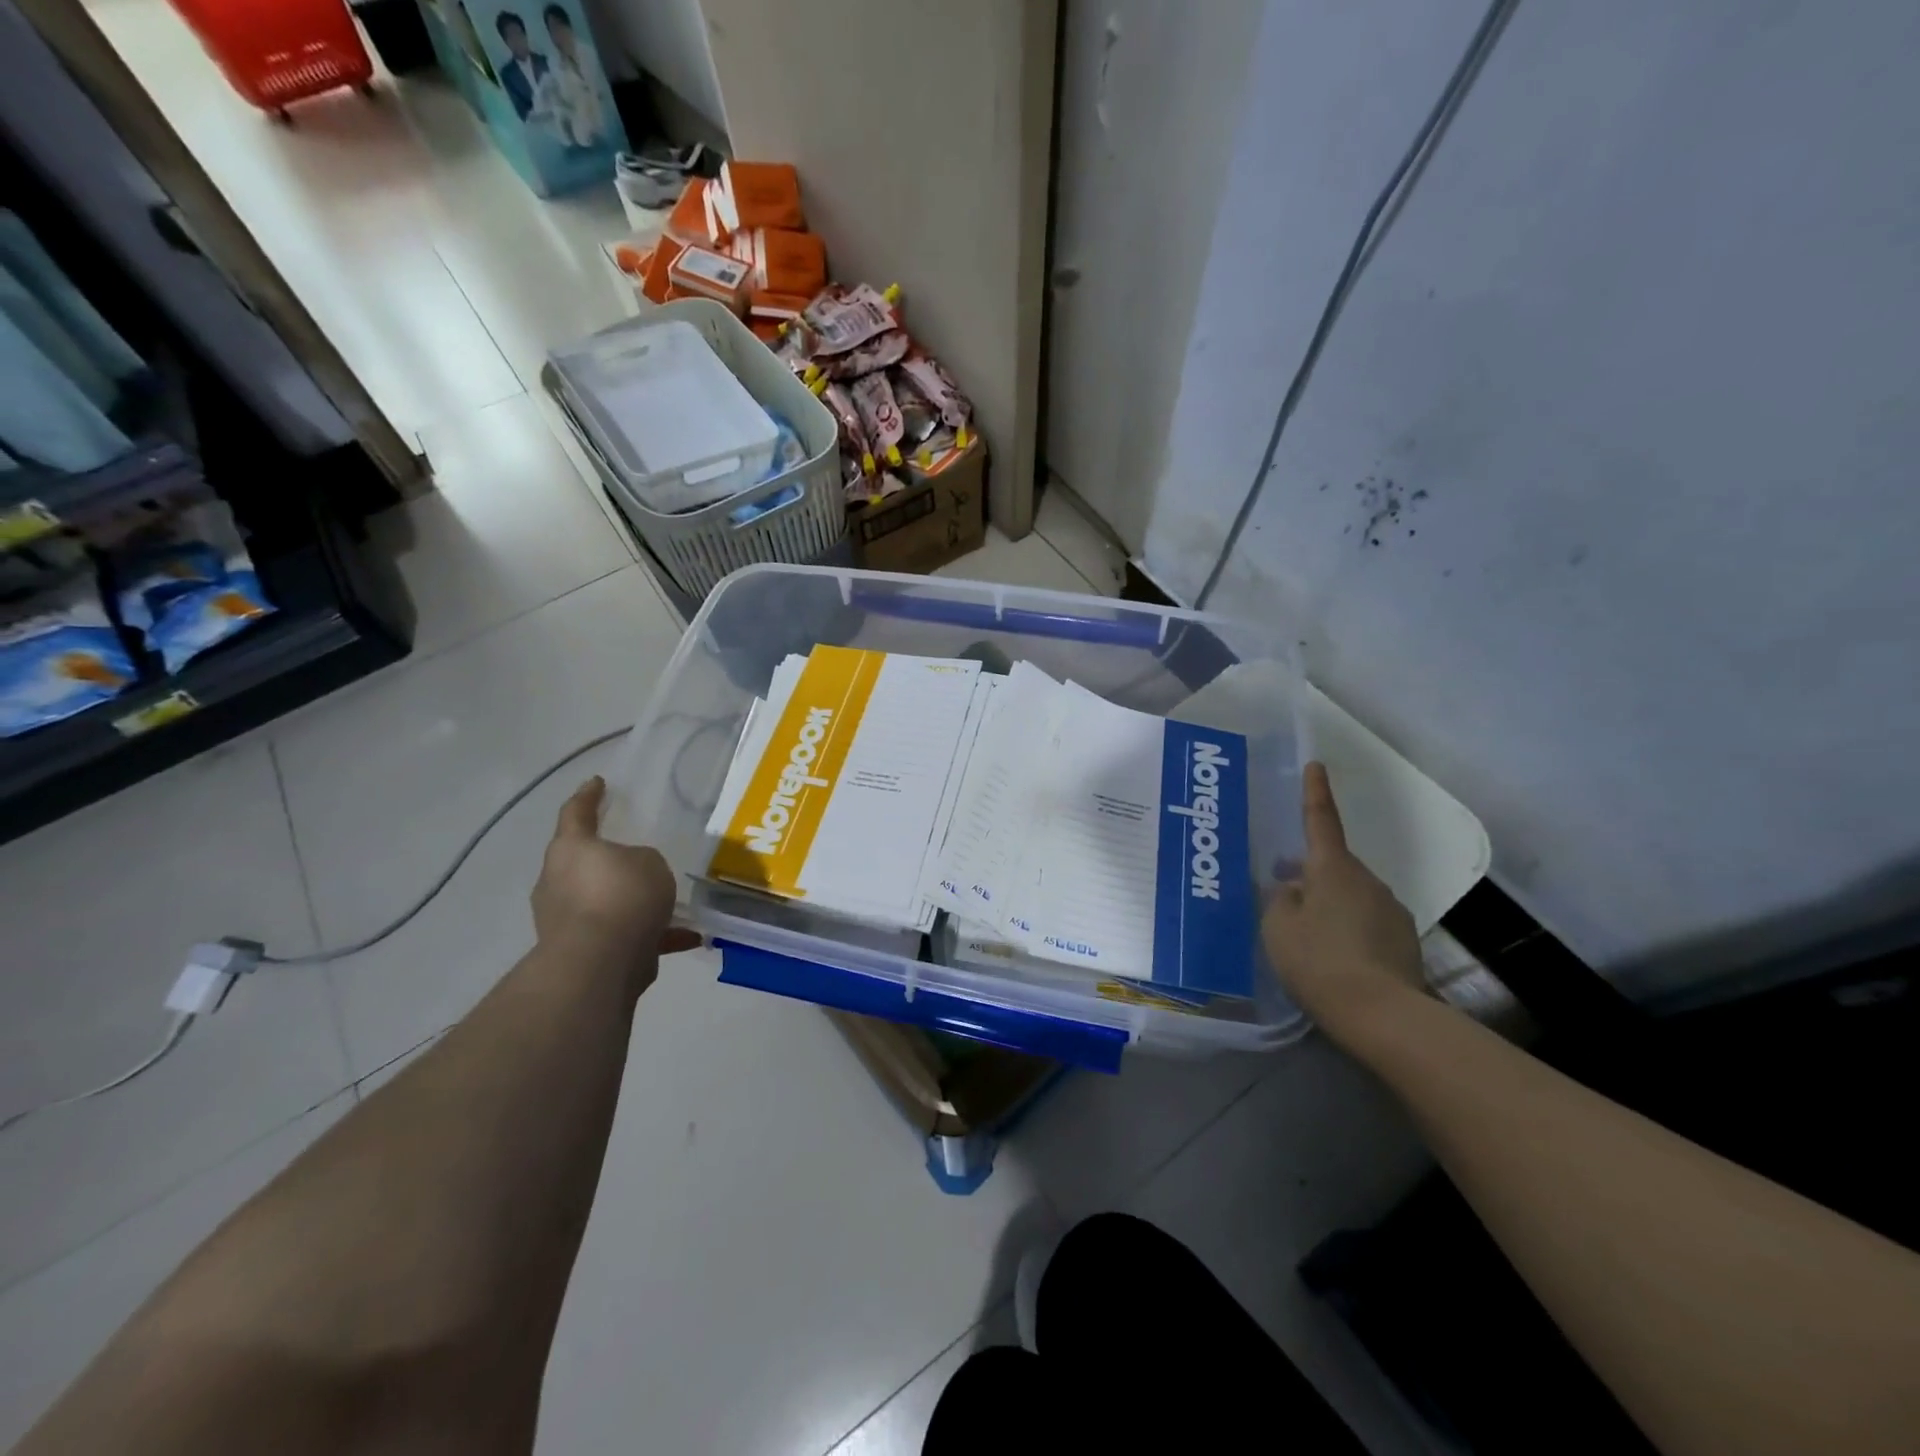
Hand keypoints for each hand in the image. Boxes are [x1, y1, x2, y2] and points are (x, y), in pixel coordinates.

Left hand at [532, 778, 701, 977]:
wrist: (599, 963)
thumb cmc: (622, 895)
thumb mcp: (649, 862)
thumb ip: (642, 861)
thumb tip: (635, 877)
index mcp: (571, 849)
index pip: (576, 813)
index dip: (588, 796)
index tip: (598, 783)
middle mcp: (559, 881)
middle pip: (584, 863)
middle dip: (608, 861)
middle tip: (636, 856)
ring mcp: (566, 920)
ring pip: (605, 902)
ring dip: (633, 903)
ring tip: (670, 904)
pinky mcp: (582, 952)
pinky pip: (622, 935)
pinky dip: (651, 935)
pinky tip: (686, 937)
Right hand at [1262, 762, 1425, 1044]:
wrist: (1382, 1014)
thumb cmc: (1318, 960)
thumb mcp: (1279, 927)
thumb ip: (1281, 900)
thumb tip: (1294, 890)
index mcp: (1332, 869)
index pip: (1320, 820)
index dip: (1315, 792)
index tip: (1316, 765)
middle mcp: (1367, 880)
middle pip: (1333, 866)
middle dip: (1310, 873)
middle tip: (1284, 893)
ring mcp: (1391, 909)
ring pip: (1351, 896)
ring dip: (1331, 905)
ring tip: (1309, 938)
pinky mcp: (1404, 940)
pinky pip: (1367, 922)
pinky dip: (1350, 930)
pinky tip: (1336, 959)